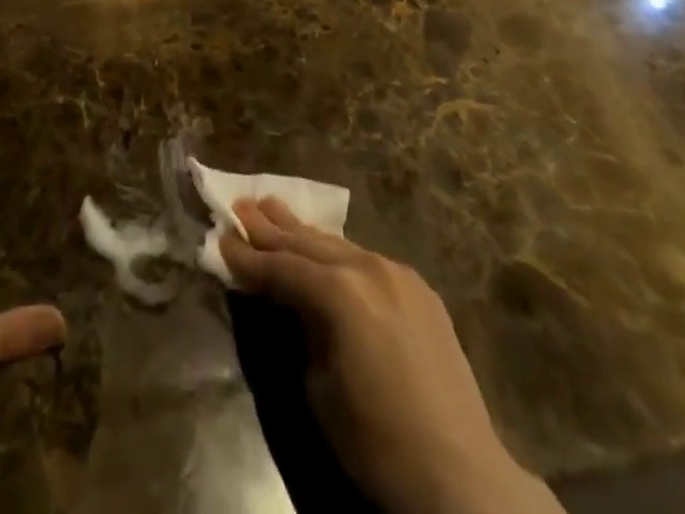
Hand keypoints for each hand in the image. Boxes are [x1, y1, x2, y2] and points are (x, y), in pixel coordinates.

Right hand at [220, 199, 561, 513]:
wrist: (464, 480)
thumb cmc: (377, 443)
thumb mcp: (317, 387)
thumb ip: (298, 328)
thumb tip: (285, 301)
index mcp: (338, 292)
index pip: (280, 267)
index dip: (247, 257)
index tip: (220, 238)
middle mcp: (367, 268)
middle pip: (306, 243)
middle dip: (270, 227)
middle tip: (239, 204)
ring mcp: (397, 274)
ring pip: (336, 244)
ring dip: (302, 232)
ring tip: (271, 207)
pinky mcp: (418, 289)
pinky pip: (364, 259)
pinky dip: (335, 252)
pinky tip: (322, 248)